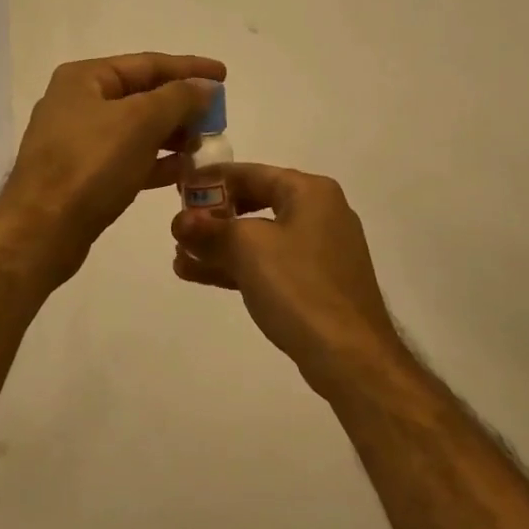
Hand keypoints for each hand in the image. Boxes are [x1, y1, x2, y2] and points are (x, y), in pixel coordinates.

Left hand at [0, 53, 224, 283]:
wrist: (42, 231)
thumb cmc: (90, 166)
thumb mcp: (140, 122)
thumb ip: (179, 98)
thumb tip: (205, 86)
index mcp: (85, 79)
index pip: (147, 64)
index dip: (189, 68)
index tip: (224, 75)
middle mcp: (79, 103)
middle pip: (142, 95)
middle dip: (182, 106)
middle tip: (218, 117)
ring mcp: (78, 141)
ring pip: (137, 130)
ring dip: (173, 135)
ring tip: (205, 145)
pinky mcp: (84, 175)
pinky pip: (128, 159)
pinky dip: (156, 162)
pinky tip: (184, 171)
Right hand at [171, 164, 404, 396]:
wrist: (350, 355)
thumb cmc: (299, 287)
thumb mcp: (248, 249)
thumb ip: (209, 229)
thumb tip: (180, 220)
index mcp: (310, 192)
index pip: (251, 173)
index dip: (211, 180)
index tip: (178, 188)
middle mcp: (318, 213)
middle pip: (254, 203)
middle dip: (213, 217)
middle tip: (178, 228)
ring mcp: (318, 250)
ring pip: (258, 238)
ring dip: (218, 246)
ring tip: (180, 257)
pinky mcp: (313, 283)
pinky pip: (267, 264)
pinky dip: (236, 266)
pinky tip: (197, 274)